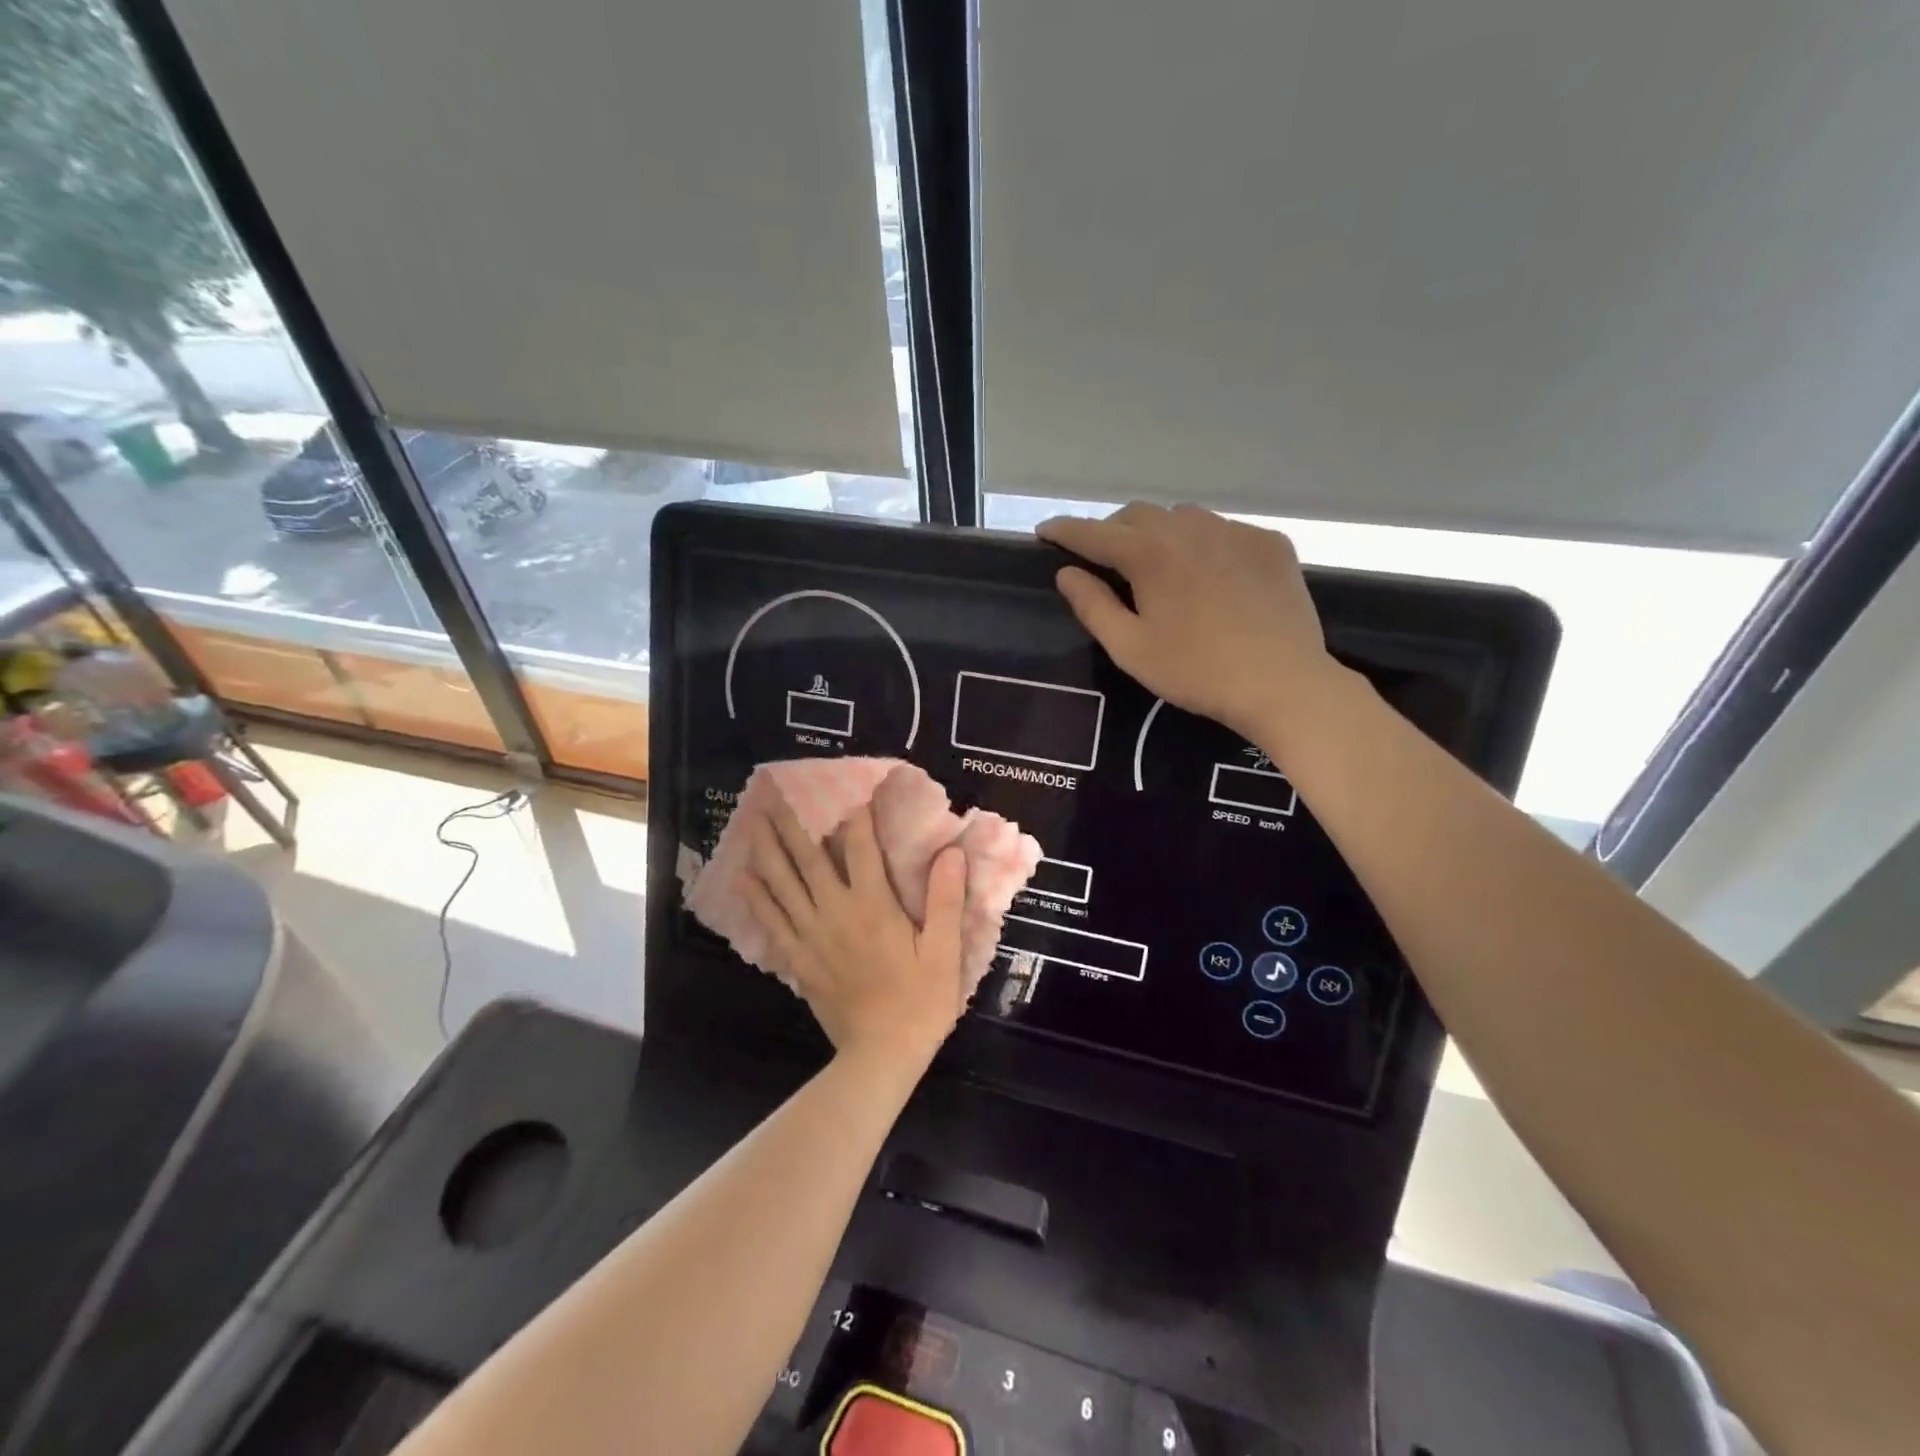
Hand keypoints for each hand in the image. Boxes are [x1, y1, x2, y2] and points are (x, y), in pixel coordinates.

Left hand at [742, 796, 967, 1069]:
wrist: (881, 1055)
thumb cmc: (920, 1002)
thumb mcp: (944, 952)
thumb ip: (944, 900)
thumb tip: (950, 852)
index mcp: (873, 906)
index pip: (861, 849)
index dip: (857, 817)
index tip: (853, 791)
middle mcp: (835, 912)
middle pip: (809, 859)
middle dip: (794, 824)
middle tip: (776, 795)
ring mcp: (811, 936)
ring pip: (783, 884)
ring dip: (767, 851)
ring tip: (754, 823)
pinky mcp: (798, 959)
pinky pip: (772, 921)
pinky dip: (756, 897)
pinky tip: (743, 877)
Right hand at [1037, 503, 1343, 739]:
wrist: (1282, 682)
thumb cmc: (1195, 671)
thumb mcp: (1130, 648)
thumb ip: (1093, 606)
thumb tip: (1066, 573)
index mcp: (1148, 553)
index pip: (1093, 532)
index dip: (1064, 531)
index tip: (1044, 531)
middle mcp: (1189, 527)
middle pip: (1137, 515)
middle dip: (1113, 531)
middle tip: (1104, 561)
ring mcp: (1234, 531)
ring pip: (1182, 517)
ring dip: (1159, 534)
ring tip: (1158, 566)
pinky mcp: (1269, 543)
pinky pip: (1224, 531)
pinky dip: (1204, 545)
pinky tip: (1210, 577)